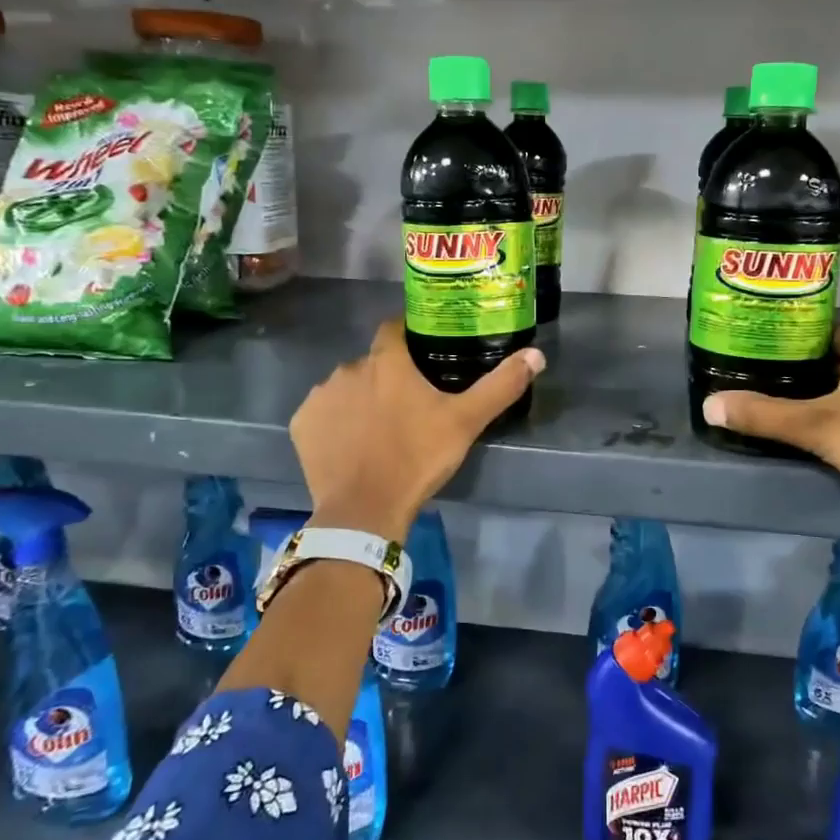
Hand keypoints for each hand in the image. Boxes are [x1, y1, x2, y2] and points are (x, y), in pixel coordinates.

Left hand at [290, 319, 543, 542]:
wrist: (364, 510)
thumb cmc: (417, 458)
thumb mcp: (466, 422)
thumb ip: (500, 386)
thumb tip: (536, 354)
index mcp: (387, 361)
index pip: (394, 329)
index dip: (408, 337)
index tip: (422, 354)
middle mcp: (348, 368)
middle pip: (371, 363)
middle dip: (387, 377)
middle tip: (408, 406)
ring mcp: (321, 396)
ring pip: (346, 388)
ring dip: (360, 399)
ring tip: (380, 430)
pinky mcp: (302, 424)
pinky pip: (323, 414)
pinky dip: (336, 423)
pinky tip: (351, 446)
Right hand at [701, 326, 839, 520]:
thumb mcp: (814, 426)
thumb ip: (762, 415)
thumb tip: (708, 405)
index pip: (822, 331)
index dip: (791, 342)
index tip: (761, 355)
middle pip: (838, 356)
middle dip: (807, 368)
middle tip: (768, 381)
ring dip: (830, 390)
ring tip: (792, 404)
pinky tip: (833, 427)